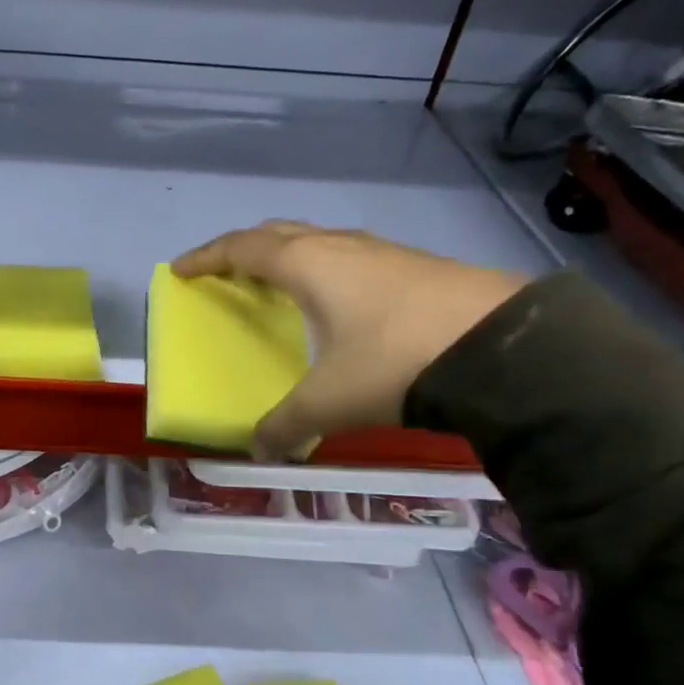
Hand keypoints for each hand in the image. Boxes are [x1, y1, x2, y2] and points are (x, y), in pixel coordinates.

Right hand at [170, 221, 526, 459]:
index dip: (206, 258)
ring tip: (281, 282)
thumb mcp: (330, 401)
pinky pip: (350, 256)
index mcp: (307, 265)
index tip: (180, 270)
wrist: (502, 346)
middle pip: (278, 233)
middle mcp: (340, 247)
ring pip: (319, 240)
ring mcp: (381, 251)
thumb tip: (261, 451)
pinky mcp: (415, 265)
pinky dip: (327, 269)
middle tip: (227, 270)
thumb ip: (287, 425)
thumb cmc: (393, 360)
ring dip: (290, 255)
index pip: (241, 249)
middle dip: (245, 248)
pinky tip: (341, 300)